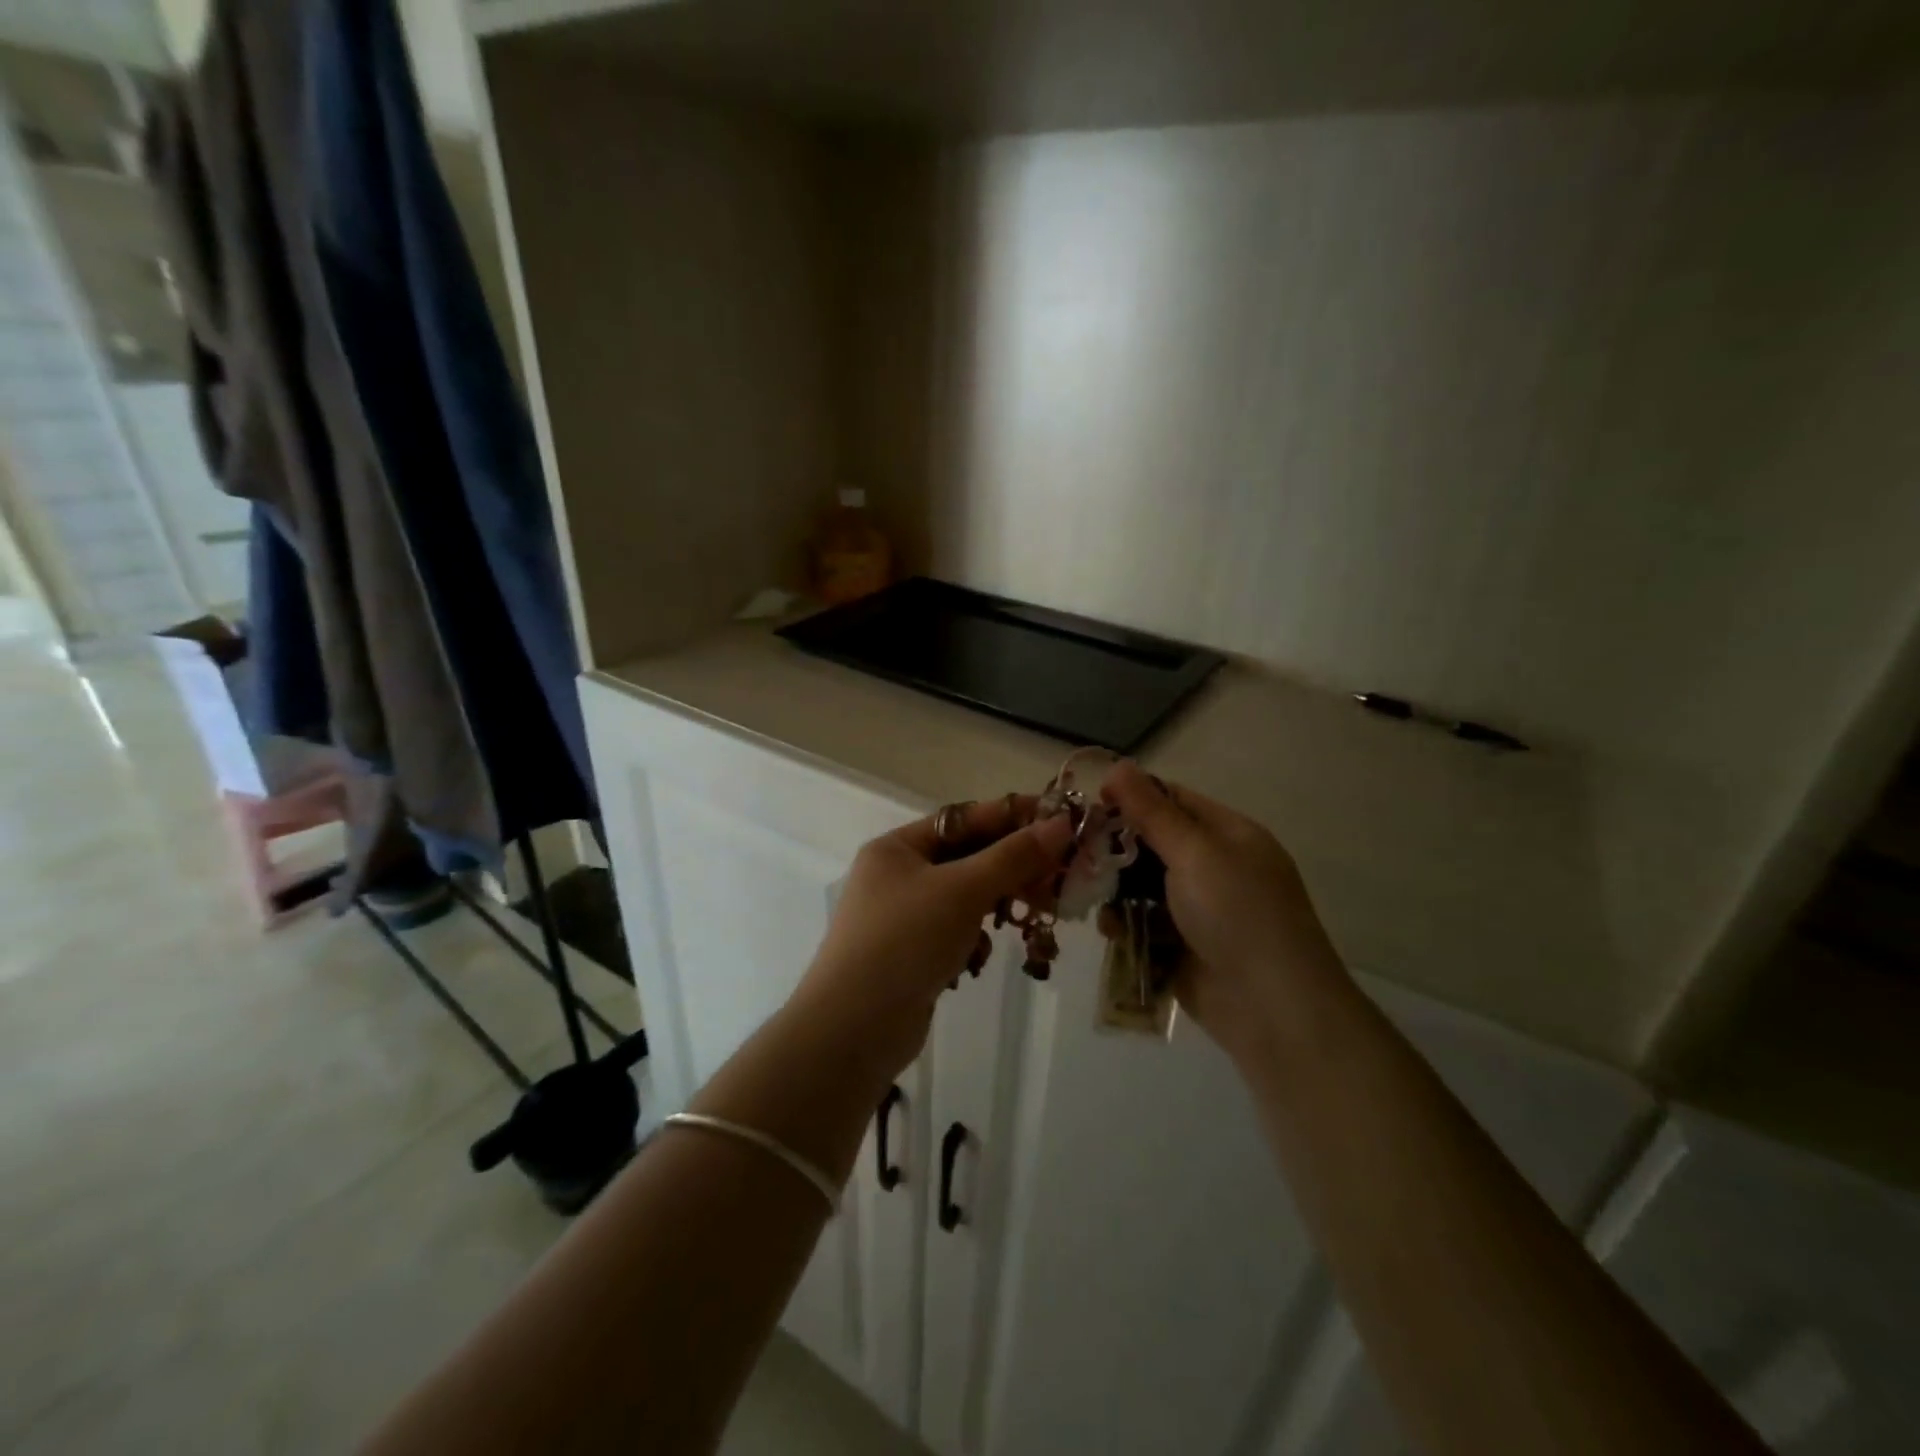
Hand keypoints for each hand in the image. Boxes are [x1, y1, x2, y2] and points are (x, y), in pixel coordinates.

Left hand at [794, 798, 1073, 1078]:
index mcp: (898, 847)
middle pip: (967, 858)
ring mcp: (903, 918)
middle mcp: (897, 876)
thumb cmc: (905, 941)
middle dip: (1012, 867)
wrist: (853, 1029)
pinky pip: (956, 932)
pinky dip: (977, 938)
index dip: (1013, 817)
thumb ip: (1013, 857)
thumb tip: (1062, 824)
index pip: (964, 819)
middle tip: (1061, 873)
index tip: (1061, 820)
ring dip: (1000, 903)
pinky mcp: (913, 955)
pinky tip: (986, 954)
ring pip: (966, 897)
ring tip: (1037, 913)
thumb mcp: (962, 890)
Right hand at [1102, 762, 1349, 1062]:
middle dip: (1117, 848)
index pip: (1174, 800)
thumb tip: (1118, 765)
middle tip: (1079, 852)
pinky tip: (1111, 930)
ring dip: (1116, 889)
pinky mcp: (1182, 947)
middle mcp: (1215, 867)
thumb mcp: (1195, 853)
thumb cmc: (1237, 914)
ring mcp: (1200, 910)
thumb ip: (1152, 812)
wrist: (1271, 1008)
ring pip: (1143, 886)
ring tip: (1090, 895)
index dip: (1132, 796)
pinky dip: (1125, 923)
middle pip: (1153, 844)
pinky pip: (1144, 924)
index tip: (1090, 803)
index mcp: (1229, 835)